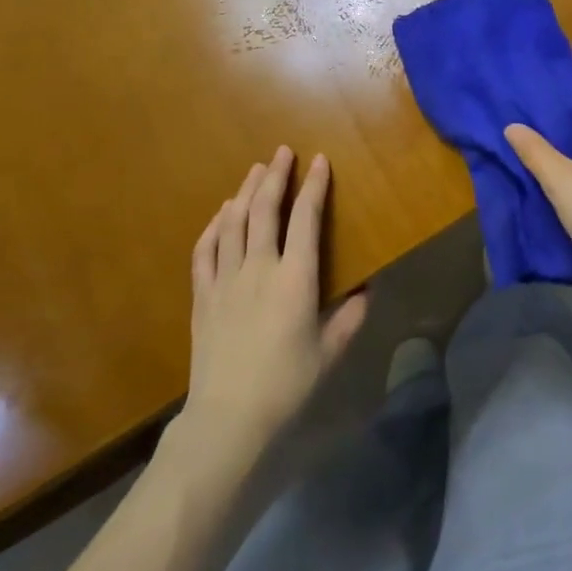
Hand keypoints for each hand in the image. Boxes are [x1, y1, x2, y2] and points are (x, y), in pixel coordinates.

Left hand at [179, 148, 366, 456]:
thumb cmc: (287, 385)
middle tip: (282, 152)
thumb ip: (351, 317)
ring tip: (255, 170)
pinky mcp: (203, 296)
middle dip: (275, 176)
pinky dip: (214, 226)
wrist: (228, 419)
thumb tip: (368, 288)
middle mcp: (259, 268)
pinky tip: (221, 214)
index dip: (313, 186)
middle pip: (264, 210)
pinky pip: (205, 250)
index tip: (319, 161)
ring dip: (245, 192)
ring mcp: (226, 280)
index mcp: (295, 278)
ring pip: (234, 223)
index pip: (305, 219)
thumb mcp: (330, 352)